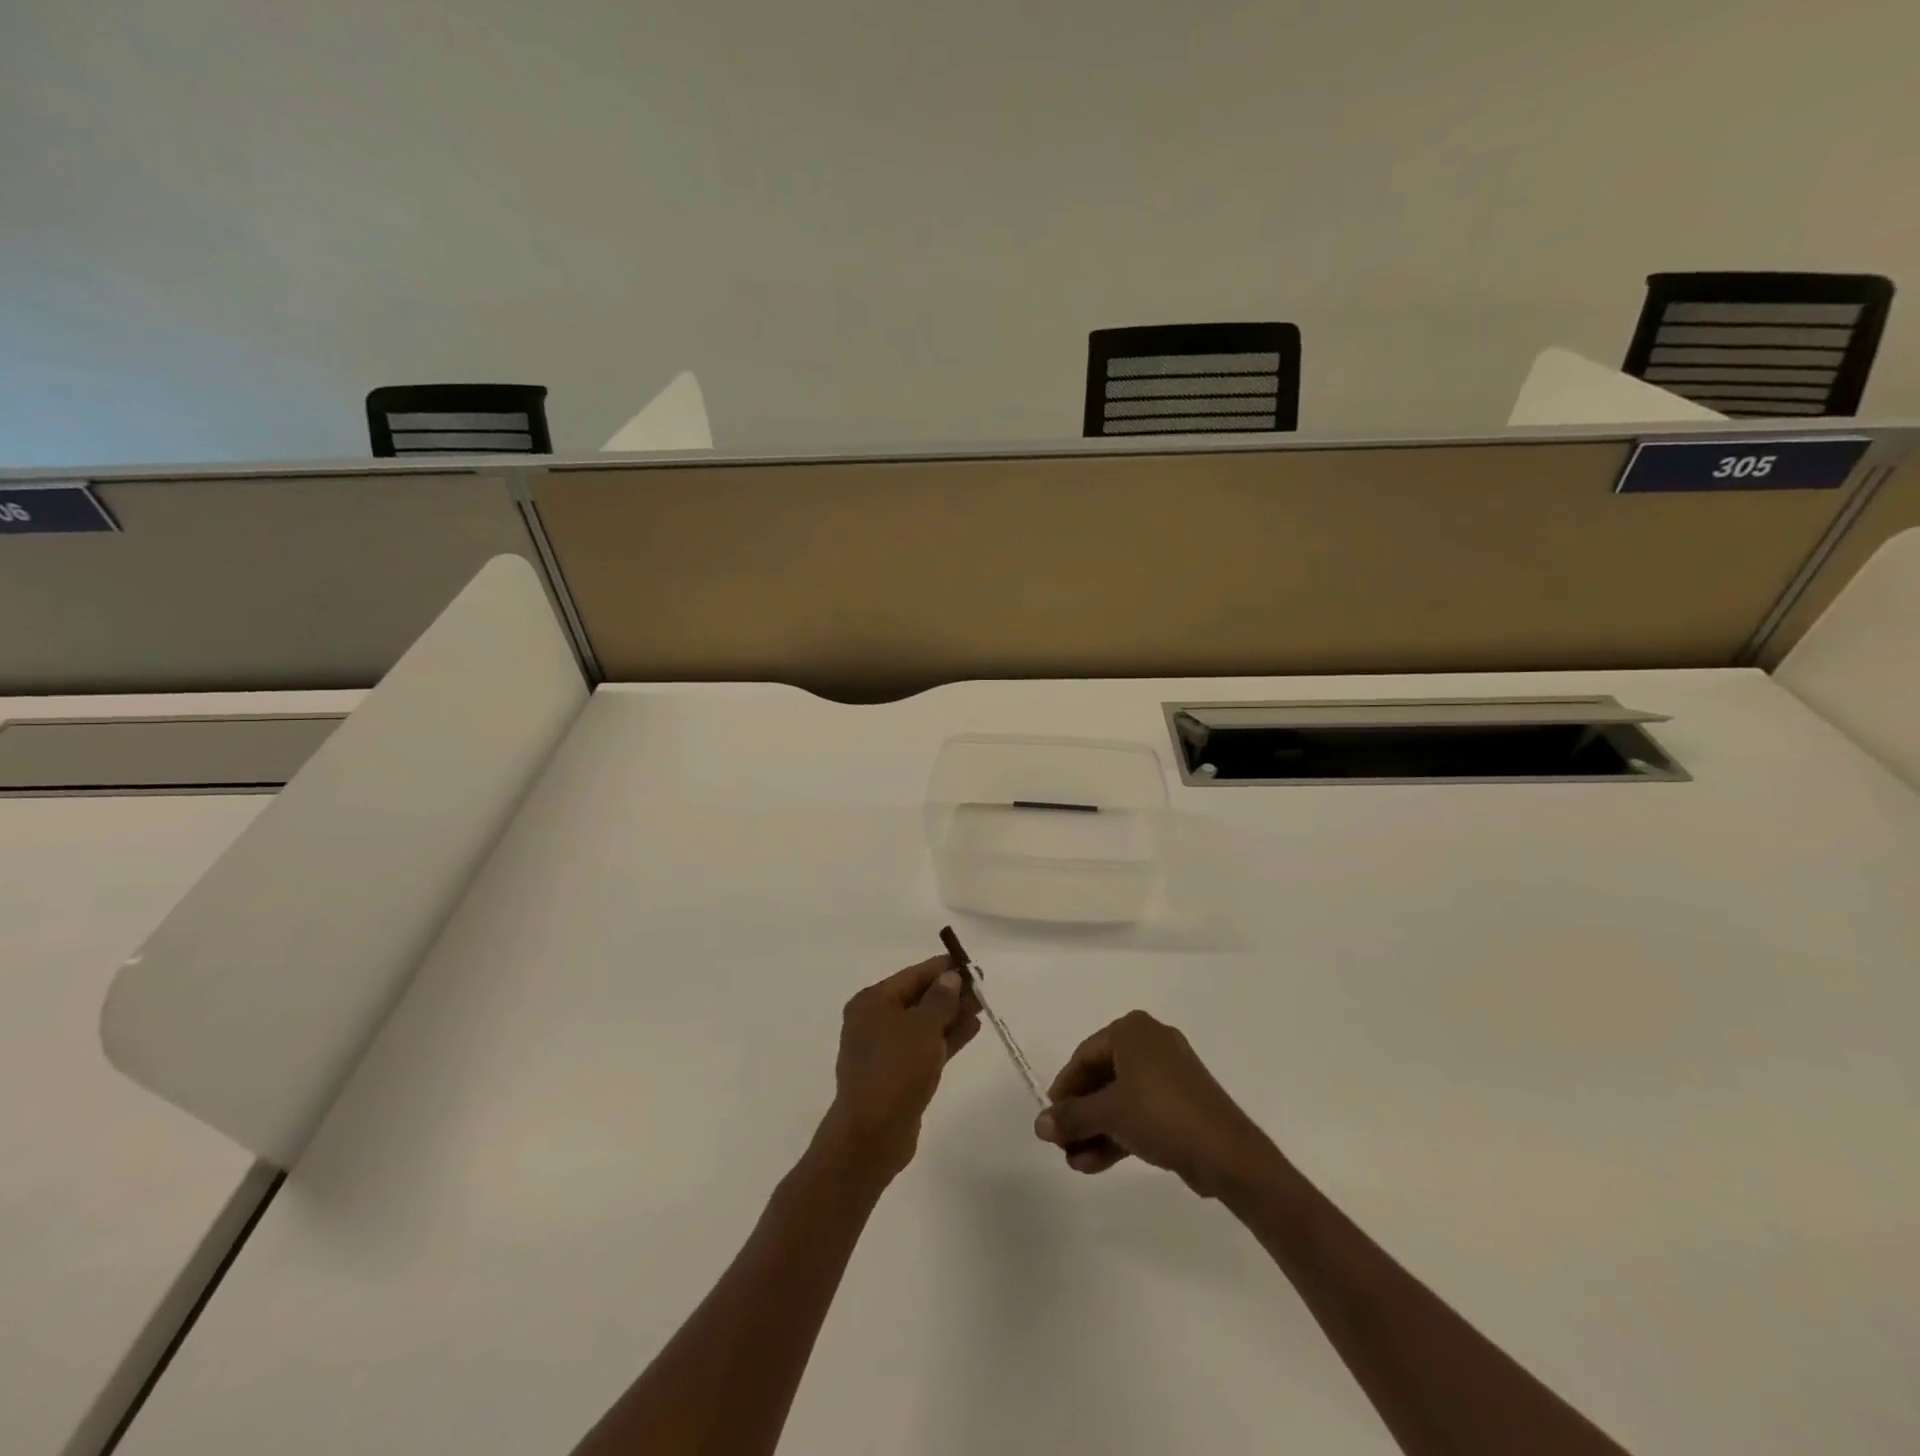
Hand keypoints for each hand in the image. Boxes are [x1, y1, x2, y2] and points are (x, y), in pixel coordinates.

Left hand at [821, 956, 980, 1179]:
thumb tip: (950, 977)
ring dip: (951, 1015)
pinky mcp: (897, 1073)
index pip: (913, 975)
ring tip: (982, 1006)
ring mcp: (885, 1049)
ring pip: (924, 1023)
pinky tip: (972, 1029)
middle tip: (982, 988)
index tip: (972, 965)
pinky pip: (925, 1046)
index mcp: (872, 1002)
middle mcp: (874, 1021)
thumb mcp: (923, 1027)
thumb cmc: (896, 1069)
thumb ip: (940, 999)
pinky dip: (947, 1037)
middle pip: (918, 998)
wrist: (872, 1135)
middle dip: (950, 993)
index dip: (943, 969)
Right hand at [1034, 1010, 1274, 1198]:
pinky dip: (1118, 1133)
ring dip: (1095, 1130)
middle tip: (1060, 1143)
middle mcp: (1149, 1043)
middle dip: (1080, 1114)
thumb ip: (1071, 1117)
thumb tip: (1039, 1125)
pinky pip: (1139, 1112)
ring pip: (1120, 1099)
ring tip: (1074, 1162)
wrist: (1226, 1153)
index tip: (1050, 1119)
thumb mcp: (1109, 1114)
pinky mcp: (1180, 1102)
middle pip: (1101, 1078)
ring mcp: (1168, 1074)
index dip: (1064, 1089)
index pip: (1084, 1056)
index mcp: (1131, 1031)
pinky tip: (1094, 1164)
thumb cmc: (1160, 1114)